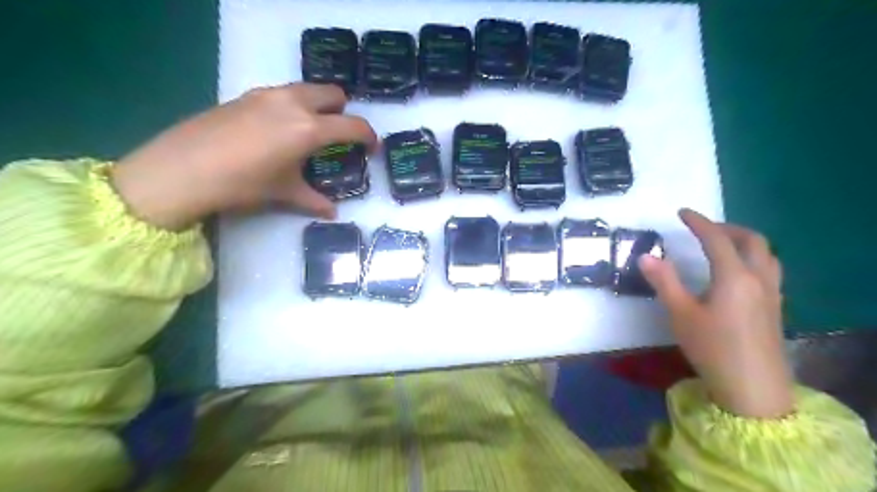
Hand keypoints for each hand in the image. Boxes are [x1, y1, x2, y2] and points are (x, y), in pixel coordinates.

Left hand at [109, 85, 376, 230]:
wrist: (181, 169)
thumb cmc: (243, 184)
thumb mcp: (284, 193)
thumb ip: (313, 200)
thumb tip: (332, 213)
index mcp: (309, 129)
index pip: (352, 125)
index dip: (369, 136)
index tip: (372, 147)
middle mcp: (293, 103)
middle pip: (333, 93)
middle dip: (343, 111)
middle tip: (339, 134)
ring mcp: (268, 95)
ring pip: (307, 89)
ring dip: (318, 105)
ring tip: (310, 130)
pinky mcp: (247, 95)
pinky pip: (283, 93)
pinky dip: (293, 105)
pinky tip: (279, 129)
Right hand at [639, 208, 796, 419]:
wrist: (752, 388)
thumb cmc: (712, 348)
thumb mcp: (680, 314)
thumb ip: (663, 281)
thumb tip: (645, 256)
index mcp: (734, 277)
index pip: (717, 239)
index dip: (699, 222)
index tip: (682, 212)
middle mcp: (758, 278)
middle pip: (751, 240)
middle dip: (727, 227)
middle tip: (703, 228)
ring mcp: (772, 293)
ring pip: (766, 253)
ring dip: (744, 240)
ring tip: (722, 244)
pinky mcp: (775, 307)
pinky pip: (769, 268)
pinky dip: (754, 257)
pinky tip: (738, 271)